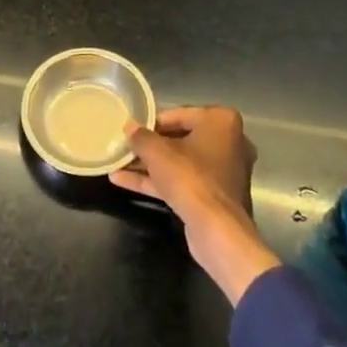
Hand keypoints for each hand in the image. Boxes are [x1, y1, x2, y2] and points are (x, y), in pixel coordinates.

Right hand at [110, 105, 280, 305]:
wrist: (218, 232)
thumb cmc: (190, 178)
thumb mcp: (157, 152)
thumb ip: (140, 136)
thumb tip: (129, 126)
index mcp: (221, 121)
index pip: (179, 114)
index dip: (152, 121)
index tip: (132, 129)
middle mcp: (228, 143)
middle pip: (180, 138)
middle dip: (150, 145)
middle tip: (125, 145)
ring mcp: (223, 172)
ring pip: (180, 163)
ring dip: (150, 164)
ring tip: (118, 163)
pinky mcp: (215, 197)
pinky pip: (183, 182)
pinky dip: (158, 181)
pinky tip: (124, 181)